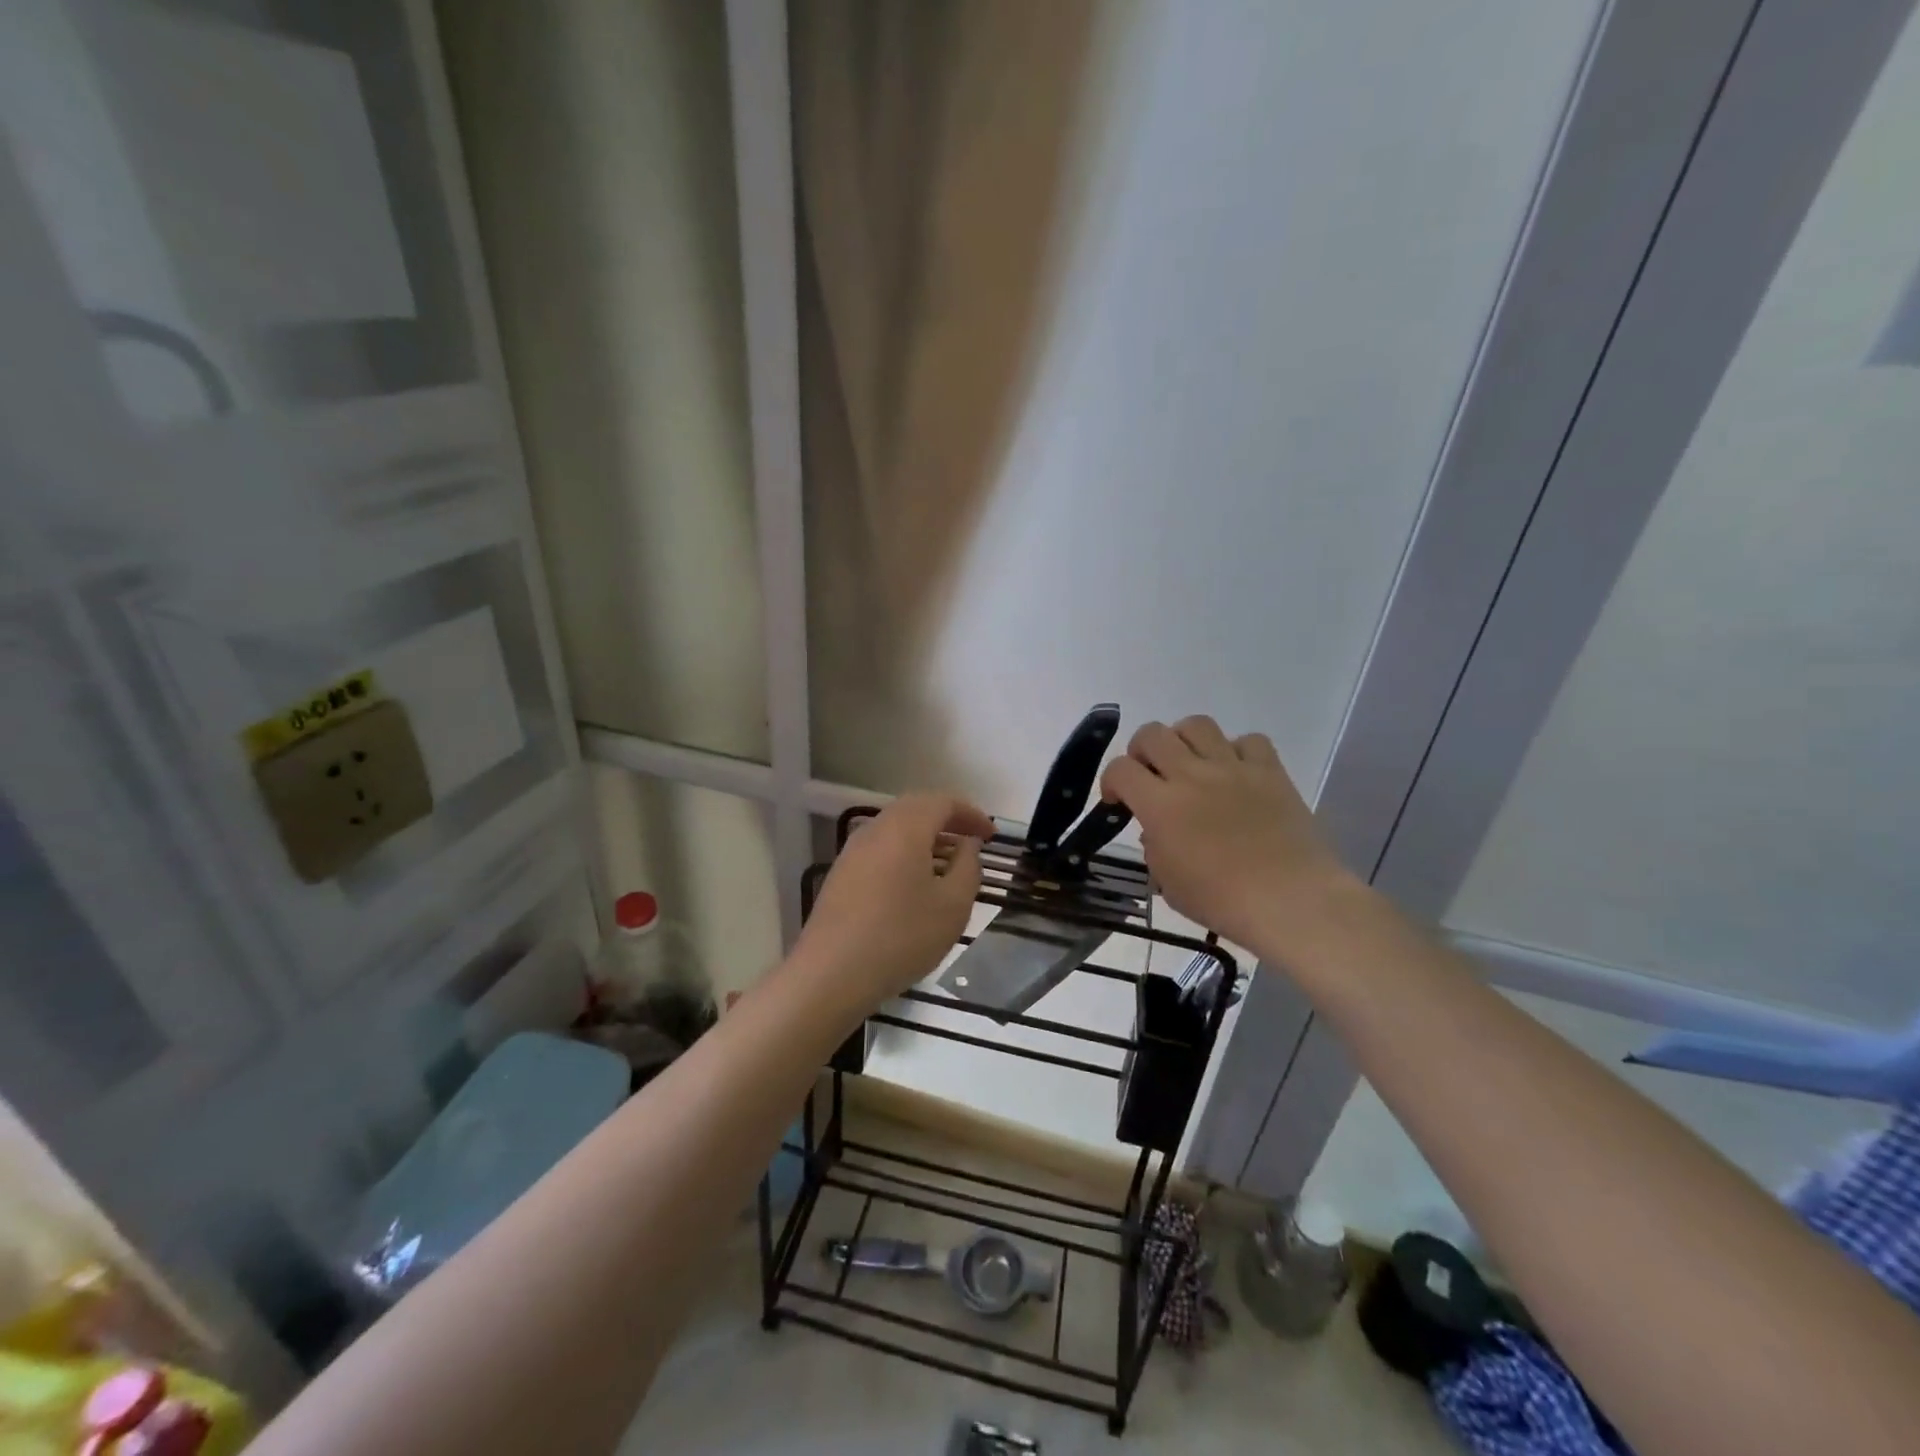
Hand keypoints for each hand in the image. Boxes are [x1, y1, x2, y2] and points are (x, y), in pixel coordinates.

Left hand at [791, 793, 994, 1018]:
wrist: (831, 974)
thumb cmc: (901, 937)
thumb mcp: (953, 907)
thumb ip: (968, 867)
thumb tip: (967, 845)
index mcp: (905, 828)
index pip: (942, 802)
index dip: (971, 814)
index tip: (991, 835)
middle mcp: (875, 829)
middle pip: (916, 808)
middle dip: (947, 820)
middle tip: (972, 841)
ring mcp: (852, 851)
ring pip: (895, 828)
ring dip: (925, 837)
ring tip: (948, 863)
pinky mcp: (841, 874)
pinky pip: (880, 848)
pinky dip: (904, 852)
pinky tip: (915, 883)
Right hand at [1101, 716, 1361, 957]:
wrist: (1291, 901)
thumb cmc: (1223, 901)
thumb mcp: (1169, 884)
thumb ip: (1154, 850)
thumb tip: (1156, 832)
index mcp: (1161, 806)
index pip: (1120, 769)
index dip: (1111, 781)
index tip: (1119, 801)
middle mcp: (1192, 775)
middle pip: (1152, 734)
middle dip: (1141, 751)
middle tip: (1151, 776)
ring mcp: (1233, 768)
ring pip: (1197, 725)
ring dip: (1184, 740)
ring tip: (1190, 764)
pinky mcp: (1270, 771)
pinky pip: (1249, 741)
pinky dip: (1237, 751)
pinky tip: (1236, 773)